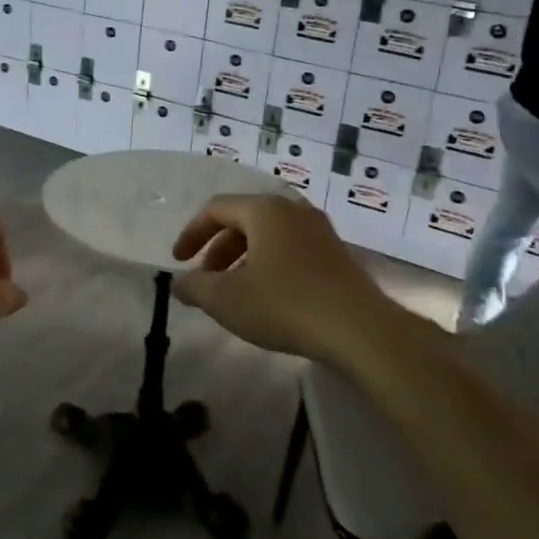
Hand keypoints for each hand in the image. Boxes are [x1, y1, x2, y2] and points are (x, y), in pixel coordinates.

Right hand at [170, 195, 387, 363]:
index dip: (191, 233)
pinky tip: (268, 297)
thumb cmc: (284, 304)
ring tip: (234, 291)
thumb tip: (180, 283)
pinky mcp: (337, 255)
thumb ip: (195, 287)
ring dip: (243, 259)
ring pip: (269, 236)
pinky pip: (291, 249)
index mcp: (264, 210)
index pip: (215, 209)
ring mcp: (319, 231)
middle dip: (218, 249)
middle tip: (205, 279)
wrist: (360, 329)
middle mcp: (293, 210)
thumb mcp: (226, 299)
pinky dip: (269, 265)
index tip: (179, 261)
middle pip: (243, 220)